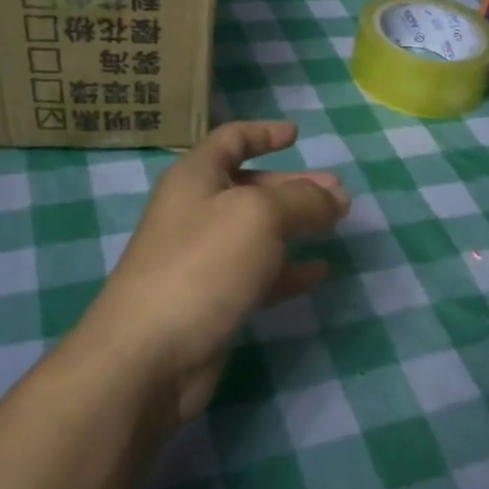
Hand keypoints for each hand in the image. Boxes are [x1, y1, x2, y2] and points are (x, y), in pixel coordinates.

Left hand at [80, 120, 349, 422]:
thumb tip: (335, 196)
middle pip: (250, 186)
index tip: (297, 134)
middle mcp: (196, 212)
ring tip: (337, 223)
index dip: (263, 133)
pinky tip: (318, 271)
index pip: (231, 140)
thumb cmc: (202, 264)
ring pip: (258, 231)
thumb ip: (302, 200)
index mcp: (196, 178)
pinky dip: (289, 269)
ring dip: (297, 224)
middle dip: (294, 184)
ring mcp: (203, 259)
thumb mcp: (259, 216)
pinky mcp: (214, 300)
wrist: (150, 355)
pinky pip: (259, 274)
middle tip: (338, 192)